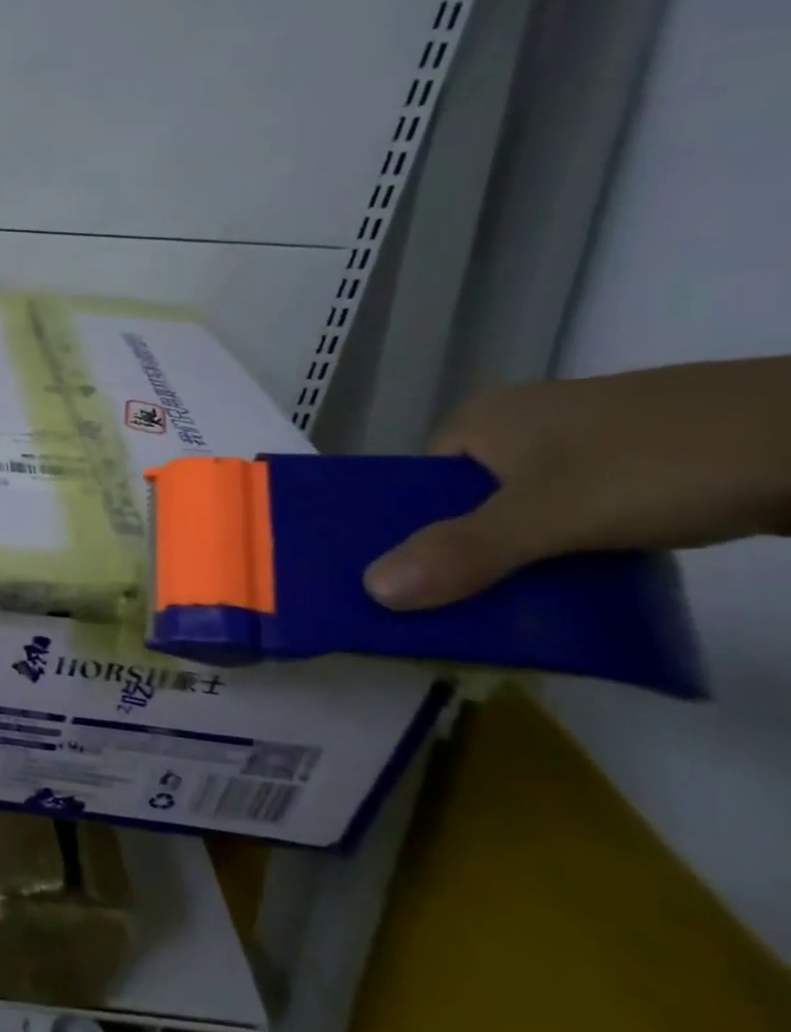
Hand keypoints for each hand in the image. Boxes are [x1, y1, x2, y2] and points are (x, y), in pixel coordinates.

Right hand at [363, 357, 790, 610]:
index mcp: (480, 420)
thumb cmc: (661, 462)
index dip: (408, 536)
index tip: (409, 589)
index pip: (417, 487)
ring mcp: (585, 444)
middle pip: (467, 504)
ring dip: (520, 560)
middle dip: (464, 557)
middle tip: (459, 611)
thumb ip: (463, 552)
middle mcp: (520, 425)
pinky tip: (583, 584)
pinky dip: (571, 552)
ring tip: (515, 610)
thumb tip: (370, 589)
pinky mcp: (640, 466)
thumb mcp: (551, 515)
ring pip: (524, 514)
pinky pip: (576, 516)